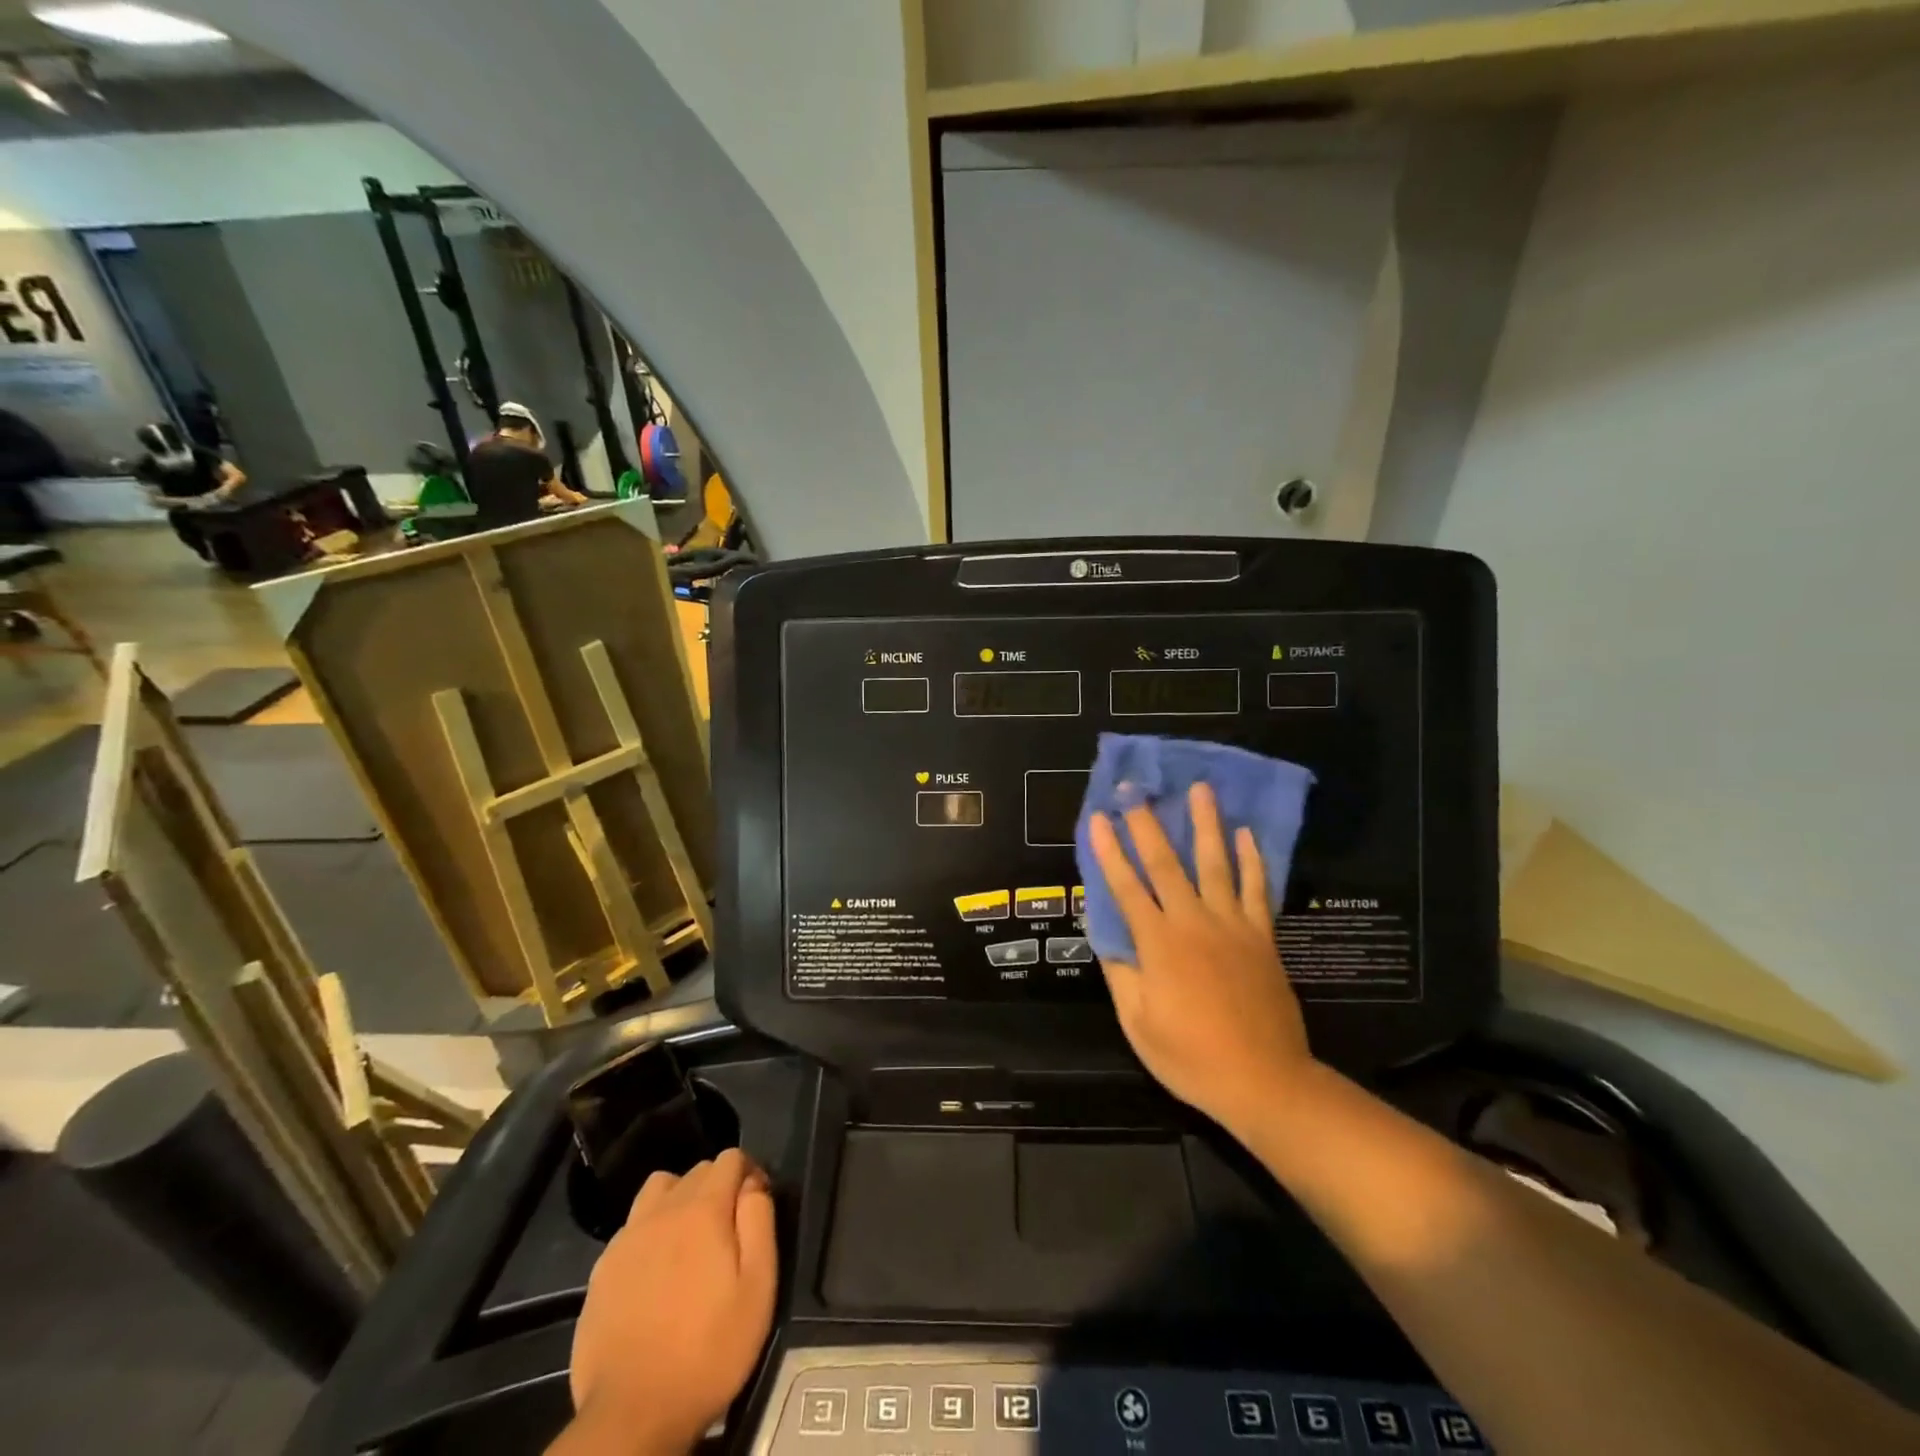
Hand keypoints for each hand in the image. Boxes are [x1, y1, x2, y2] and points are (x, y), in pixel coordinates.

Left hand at [568, 1149, 776, 1453]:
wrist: (632, 1413)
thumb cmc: (709, 1349)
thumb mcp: (758, 1286)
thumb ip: (760, 1221)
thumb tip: (753, 1184)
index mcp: (704, 1209)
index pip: (730, 1157)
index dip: (750, 1172)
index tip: (756, 1205)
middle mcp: (663, 1210)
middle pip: (697, 1170)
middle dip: (718, 1186)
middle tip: (728, 1229)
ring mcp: (627, 1237)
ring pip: (659, 1189)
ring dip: (680, 1198)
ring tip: (689, 1238)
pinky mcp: (602, 1268)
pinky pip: (632, 1225)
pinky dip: (650, 1230)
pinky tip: (656, 1269)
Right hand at [1089, 783, 1313, 1136]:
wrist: (1265, 1081)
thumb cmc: (1192, 1057)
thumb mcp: (1139, 1024)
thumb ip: (1122, 975)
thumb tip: (1108, 937)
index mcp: (1158, 944)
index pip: (1126, 887)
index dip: (1108, 851)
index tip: (1097, 819)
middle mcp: (1193, 923)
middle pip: (1167, 864)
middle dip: (1147, 824)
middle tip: (1136, 790)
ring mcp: (1232, 926)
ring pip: (1216, 864)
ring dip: (1206, 825)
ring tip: (1201, 789)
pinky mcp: (1262, 938)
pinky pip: (1256, 890)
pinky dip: (1252, 861)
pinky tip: (1246, 835)